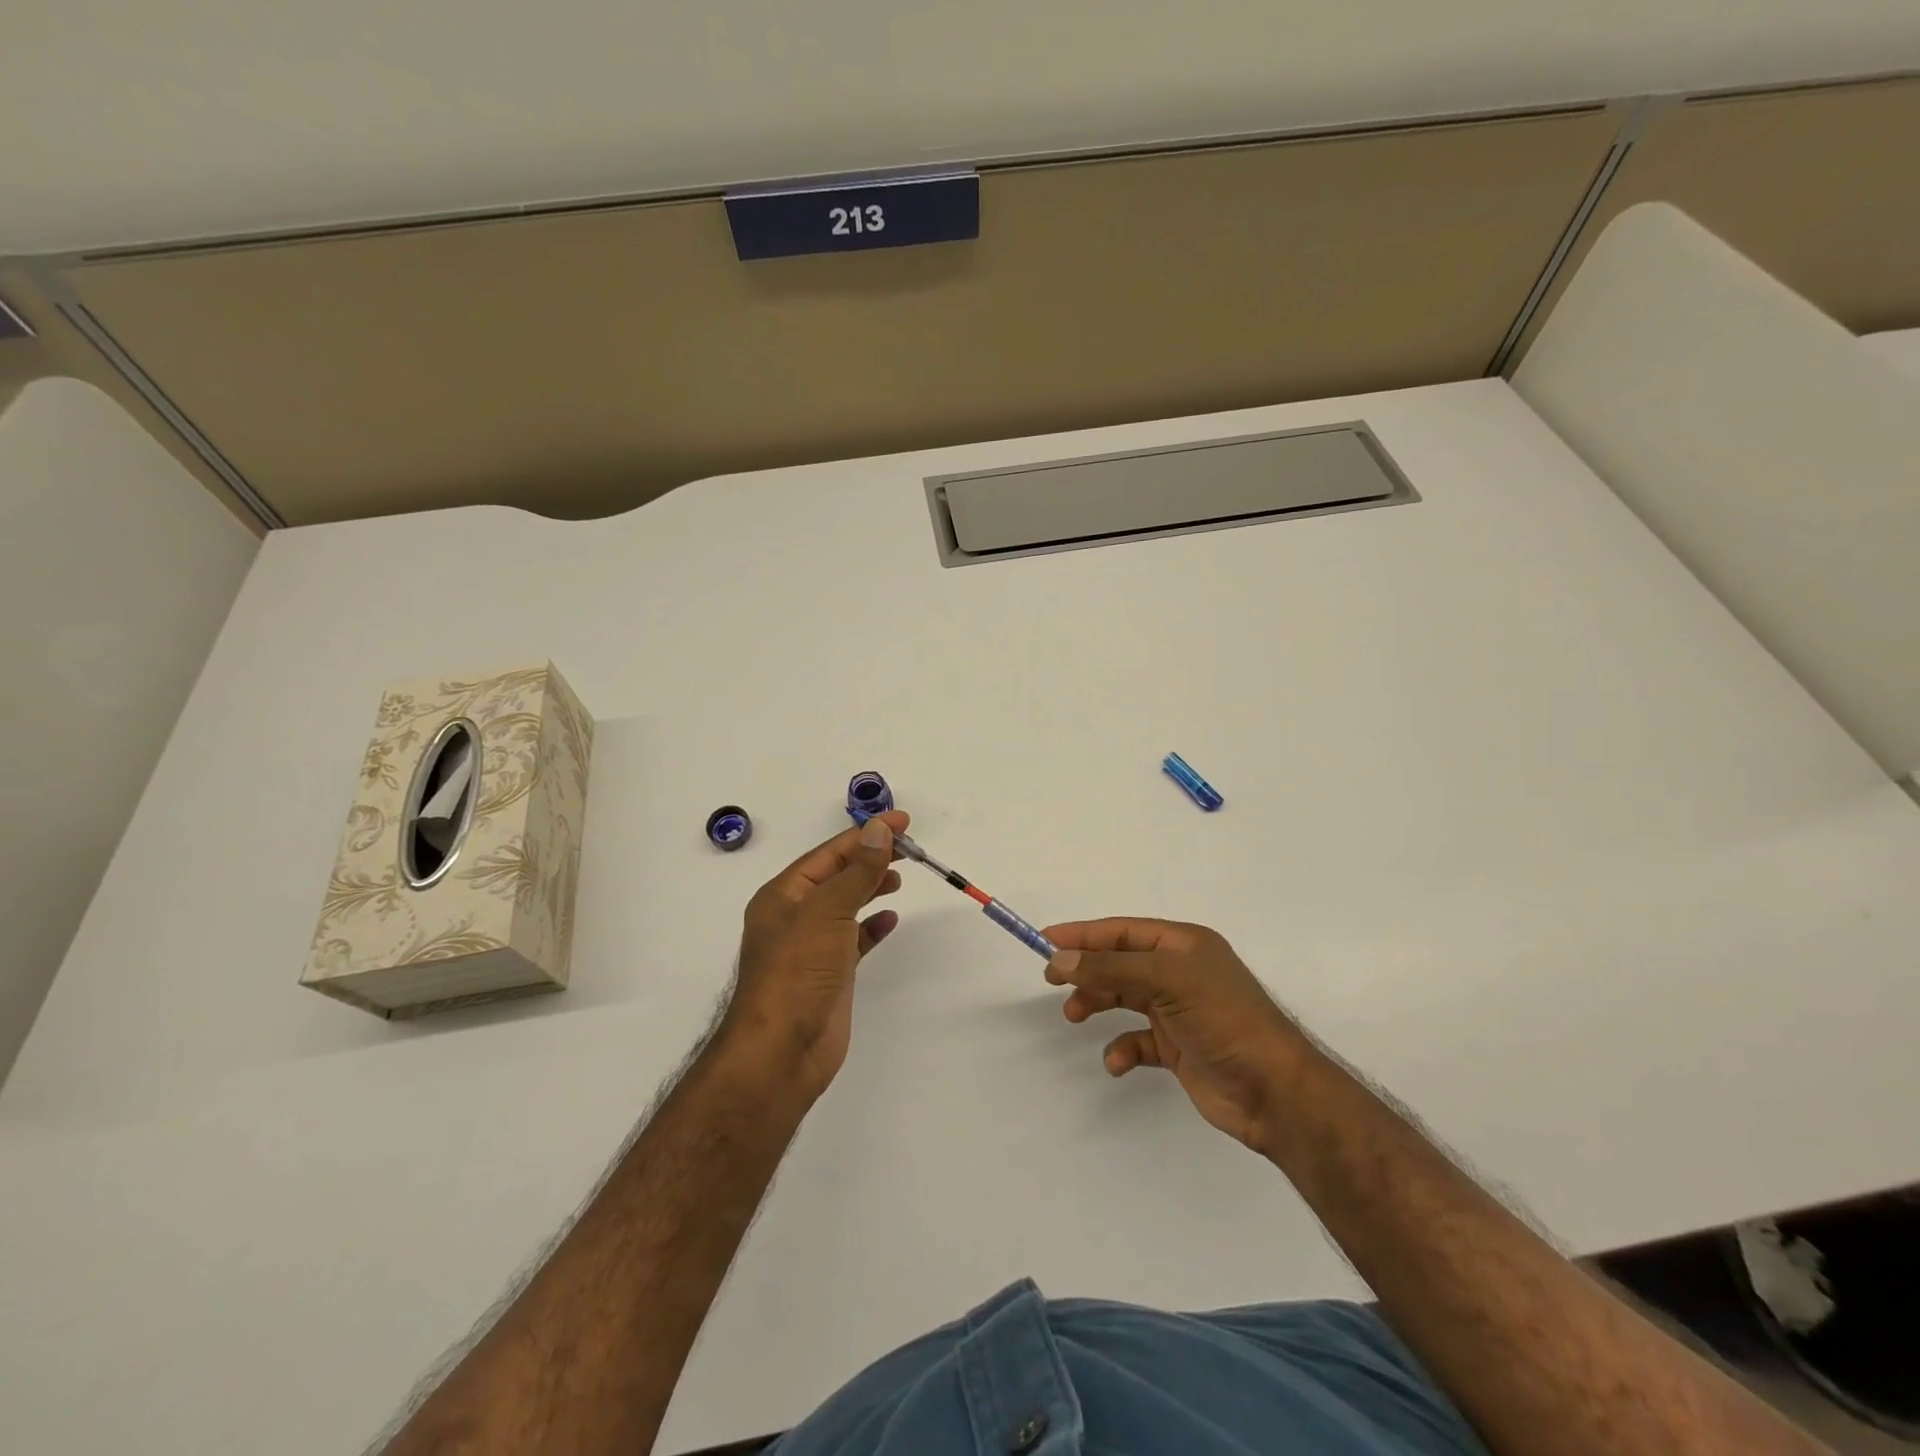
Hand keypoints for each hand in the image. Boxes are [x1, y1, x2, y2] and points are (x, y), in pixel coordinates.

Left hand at [720, 811, 906, 1100]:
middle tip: (909, 849)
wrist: (782, 1051)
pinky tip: (891, 920)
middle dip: (870, 858)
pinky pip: (854, 939)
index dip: (866, 834)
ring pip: (846, 905)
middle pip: (838, 875)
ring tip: (899, 878)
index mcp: (784, 894)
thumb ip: (857, 871)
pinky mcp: (829, 974)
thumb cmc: (798, 972)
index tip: (902, 822)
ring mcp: (811, 946)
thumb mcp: (828, 911)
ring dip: (871, 887)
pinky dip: (872, 926)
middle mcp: (795, 915)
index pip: (831, 852)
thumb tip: (878, 831)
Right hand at [1043, 918, 1312, 1151]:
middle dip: (1088, 970)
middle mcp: (1181, 972)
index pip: (1124, 931)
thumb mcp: (1166, 981)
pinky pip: (1139, 1040)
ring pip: (1126, 997)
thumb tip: (1060, 958)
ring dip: (1099, 1003)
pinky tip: (1117, 1061)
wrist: (1274, 1091)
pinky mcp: (1179, 1048)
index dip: (1084, 934)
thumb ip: (1110, 968)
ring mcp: (1180, 1011)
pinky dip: (1123, 1047)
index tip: (1046, 939)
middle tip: (1052, 980)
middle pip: (1121, 962)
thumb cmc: (1223, 1020)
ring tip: (1074, 1016)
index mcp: (1184, 945)